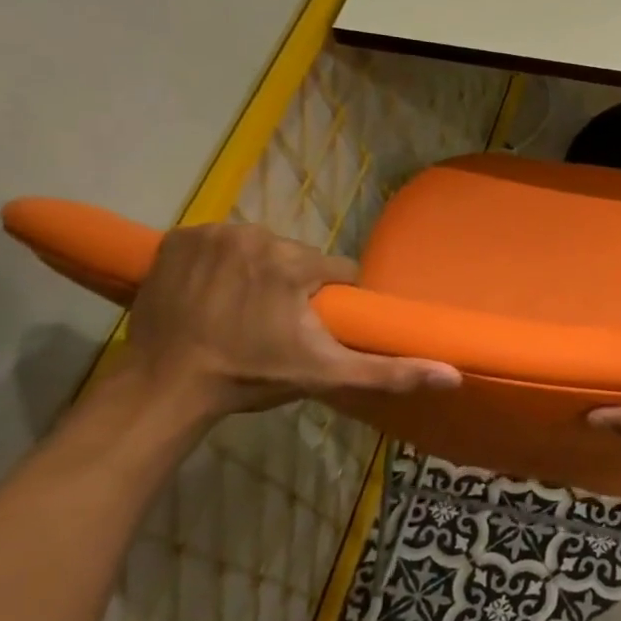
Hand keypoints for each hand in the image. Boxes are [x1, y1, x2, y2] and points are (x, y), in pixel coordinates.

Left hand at [122, 222, 458, 418]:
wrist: (166, 386)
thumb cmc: (251, 377)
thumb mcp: (327, 375)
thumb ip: (391, 372)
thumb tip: (454, 375)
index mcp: (293, 262)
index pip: (336, 272)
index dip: (331, 302)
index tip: (313, 328)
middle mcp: (254, 234)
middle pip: (295, 258)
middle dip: (292, 287)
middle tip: (273, 327)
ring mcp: (210, 234)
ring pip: (258, 249)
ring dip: (257, 273)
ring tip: (241, 312)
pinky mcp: (176, 239)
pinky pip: (217, 244)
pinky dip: (219, 263)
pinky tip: (212, 294)